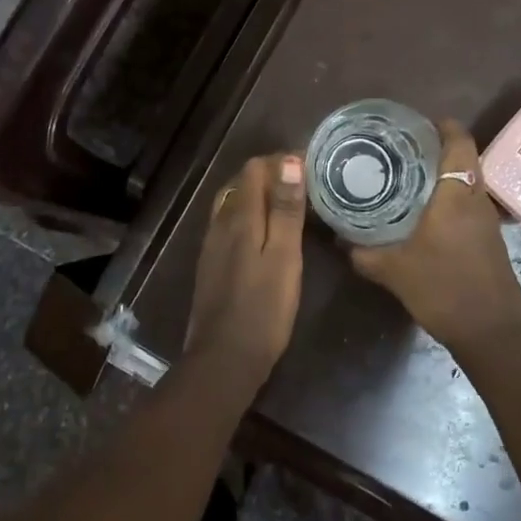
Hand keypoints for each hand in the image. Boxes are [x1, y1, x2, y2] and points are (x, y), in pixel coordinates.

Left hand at [186, 154, 306, 384]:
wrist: (224, 359)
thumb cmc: (263, 308)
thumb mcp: (284, 257)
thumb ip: (286, 210)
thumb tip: (289, 161)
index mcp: (240, 217)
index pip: (254, 169)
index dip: (280, 162)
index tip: (309, 167)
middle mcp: (220, 223)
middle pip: (241, 183)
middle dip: (269, 176)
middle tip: (303, 185)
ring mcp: (212, 245)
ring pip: (233, 203)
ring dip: (258, 196)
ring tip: (288, 204)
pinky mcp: (211, 264)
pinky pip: (229, 224)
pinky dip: (249, 216)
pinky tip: (264, 233)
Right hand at [349, 120, 520, 356]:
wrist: (492, 334)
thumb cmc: (444, 291)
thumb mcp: (394, 271)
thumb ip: (364, 254)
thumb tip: (339, 240)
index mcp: (456, 197)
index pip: (459, 144)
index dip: (444, 126)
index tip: (420, 122)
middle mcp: (476, 201)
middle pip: (465, 159)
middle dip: (439, 149)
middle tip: (405, 148)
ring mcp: (488, 221)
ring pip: (469, 182)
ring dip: (447, 174)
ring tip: (410, 176)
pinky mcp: (491, 240)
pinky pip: (471, 204)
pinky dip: (452, 198)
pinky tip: (427, 213)